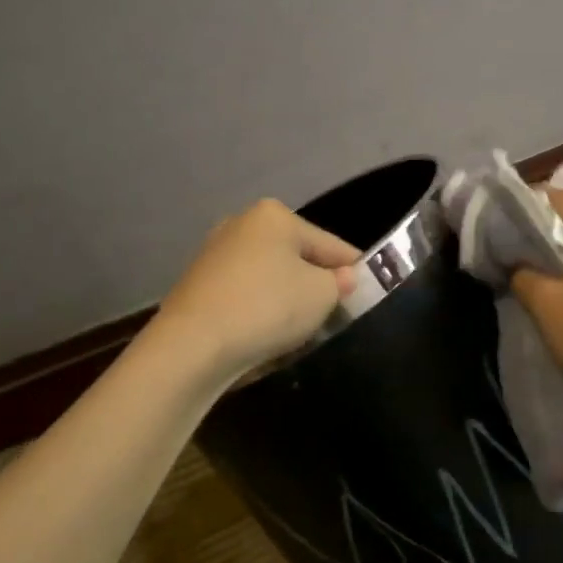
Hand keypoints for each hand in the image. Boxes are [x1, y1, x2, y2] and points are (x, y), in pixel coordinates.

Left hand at [154, 198, 359, 383]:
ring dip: (287, 297)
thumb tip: (342, 278)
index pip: (330, 244)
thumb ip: (340, 283)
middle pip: (296, 256)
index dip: (354, 268)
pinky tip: (266, 333)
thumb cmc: (267, 308)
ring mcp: (214, 254)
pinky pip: (244, 293)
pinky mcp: (197, 285)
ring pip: (269, 276)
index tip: (371, 290)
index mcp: (274, 216)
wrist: (191, 346)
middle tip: (335, 312)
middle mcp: (241, 224)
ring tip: (302, 328)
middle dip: (316, 282)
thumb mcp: (321, 295)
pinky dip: (259, 308)